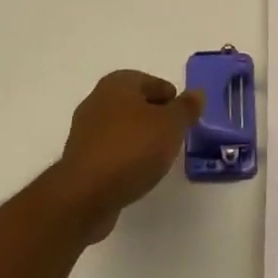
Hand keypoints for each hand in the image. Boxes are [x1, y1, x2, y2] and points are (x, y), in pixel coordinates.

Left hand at [50, 71, 204, 242]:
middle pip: (136, 104)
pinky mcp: (81, 158)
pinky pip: (111, 150)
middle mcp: (98, 100)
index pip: (154, 82)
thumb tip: (196, 93)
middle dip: (156, 118)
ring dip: (140, 139)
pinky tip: (137, 172)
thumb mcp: (171, 125)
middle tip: (175, 137)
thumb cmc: (132, 149)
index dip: (172, 99)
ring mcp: (85, 130)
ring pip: (123, 128)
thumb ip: (186, 108)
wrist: (85, 194)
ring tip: (159, 158)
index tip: (184, 120)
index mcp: (118, 83)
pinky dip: (125, 157)